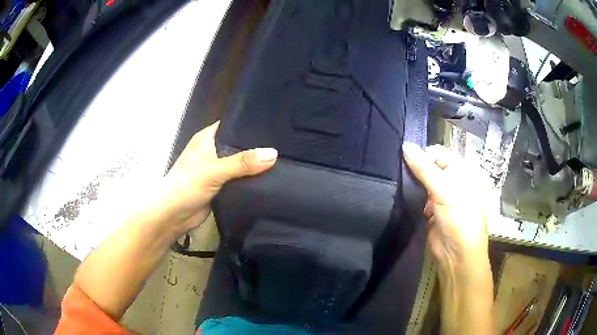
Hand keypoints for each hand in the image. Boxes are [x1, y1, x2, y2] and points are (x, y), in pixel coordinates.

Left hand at [155, 121, 277, 236]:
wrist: (174, 215)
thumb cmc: (188, 185)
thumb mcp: (215, 169)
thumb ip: (243, 162)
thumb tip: (273, 154)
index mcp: (207, 138)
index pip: (232, 125)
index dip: (251, 124)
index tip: (274, 125)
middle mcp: (212, 150)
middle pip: (238, 145)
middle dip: (256, 146)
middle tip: (282, 144)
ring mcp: (216, 169)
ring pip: (240, 163)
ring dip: (254, 165)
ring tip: (281, 159)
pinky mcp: (220, 185)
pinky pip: (239, 179)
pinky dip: (250, 179)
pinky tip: (268, 178)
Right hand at [402, 143, 489, 270]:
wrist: (457, 255)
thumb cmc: (458, 218)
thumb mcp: (444, 190)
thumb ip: (423, 168)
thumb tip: (404, 145)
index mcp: (466, 170)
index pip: (441, 153)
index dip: (425, 155)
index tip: (408, 162)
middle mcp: (457, 180)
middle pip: (433, 166)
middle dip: (419, 169)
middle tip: (403, 174)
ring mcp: (446, 196)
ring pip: (426, 181)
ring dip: (416, 184)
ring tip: (404, 186)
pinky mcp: (435, 209)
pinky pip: (422, 196)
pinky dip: (416, 196)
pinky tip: (410, 199)